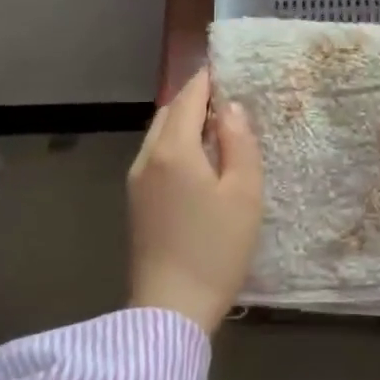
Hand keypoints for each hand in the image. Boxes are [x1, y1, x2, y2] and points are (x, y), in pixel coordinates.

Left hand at [127, 67, 263, 334]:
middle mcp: (148, 157)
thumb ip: (238, 142)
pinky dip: (176, 147)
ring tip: (217, 133)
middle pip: (169, 113)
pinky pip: (155, 157)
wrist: (170, 309)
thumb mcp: (244, 193)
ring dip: (184, 124)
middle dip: (195, 101)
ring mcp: (136, 181)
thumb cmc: (216, 249)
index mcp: (174, 149)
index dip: (208, 80)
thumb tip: (230, 108)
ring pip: (159, 135)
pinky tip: (198, 166)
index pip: (188, 97)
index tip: (227, 69)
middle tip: (228, 103)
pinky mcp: (135, 203)